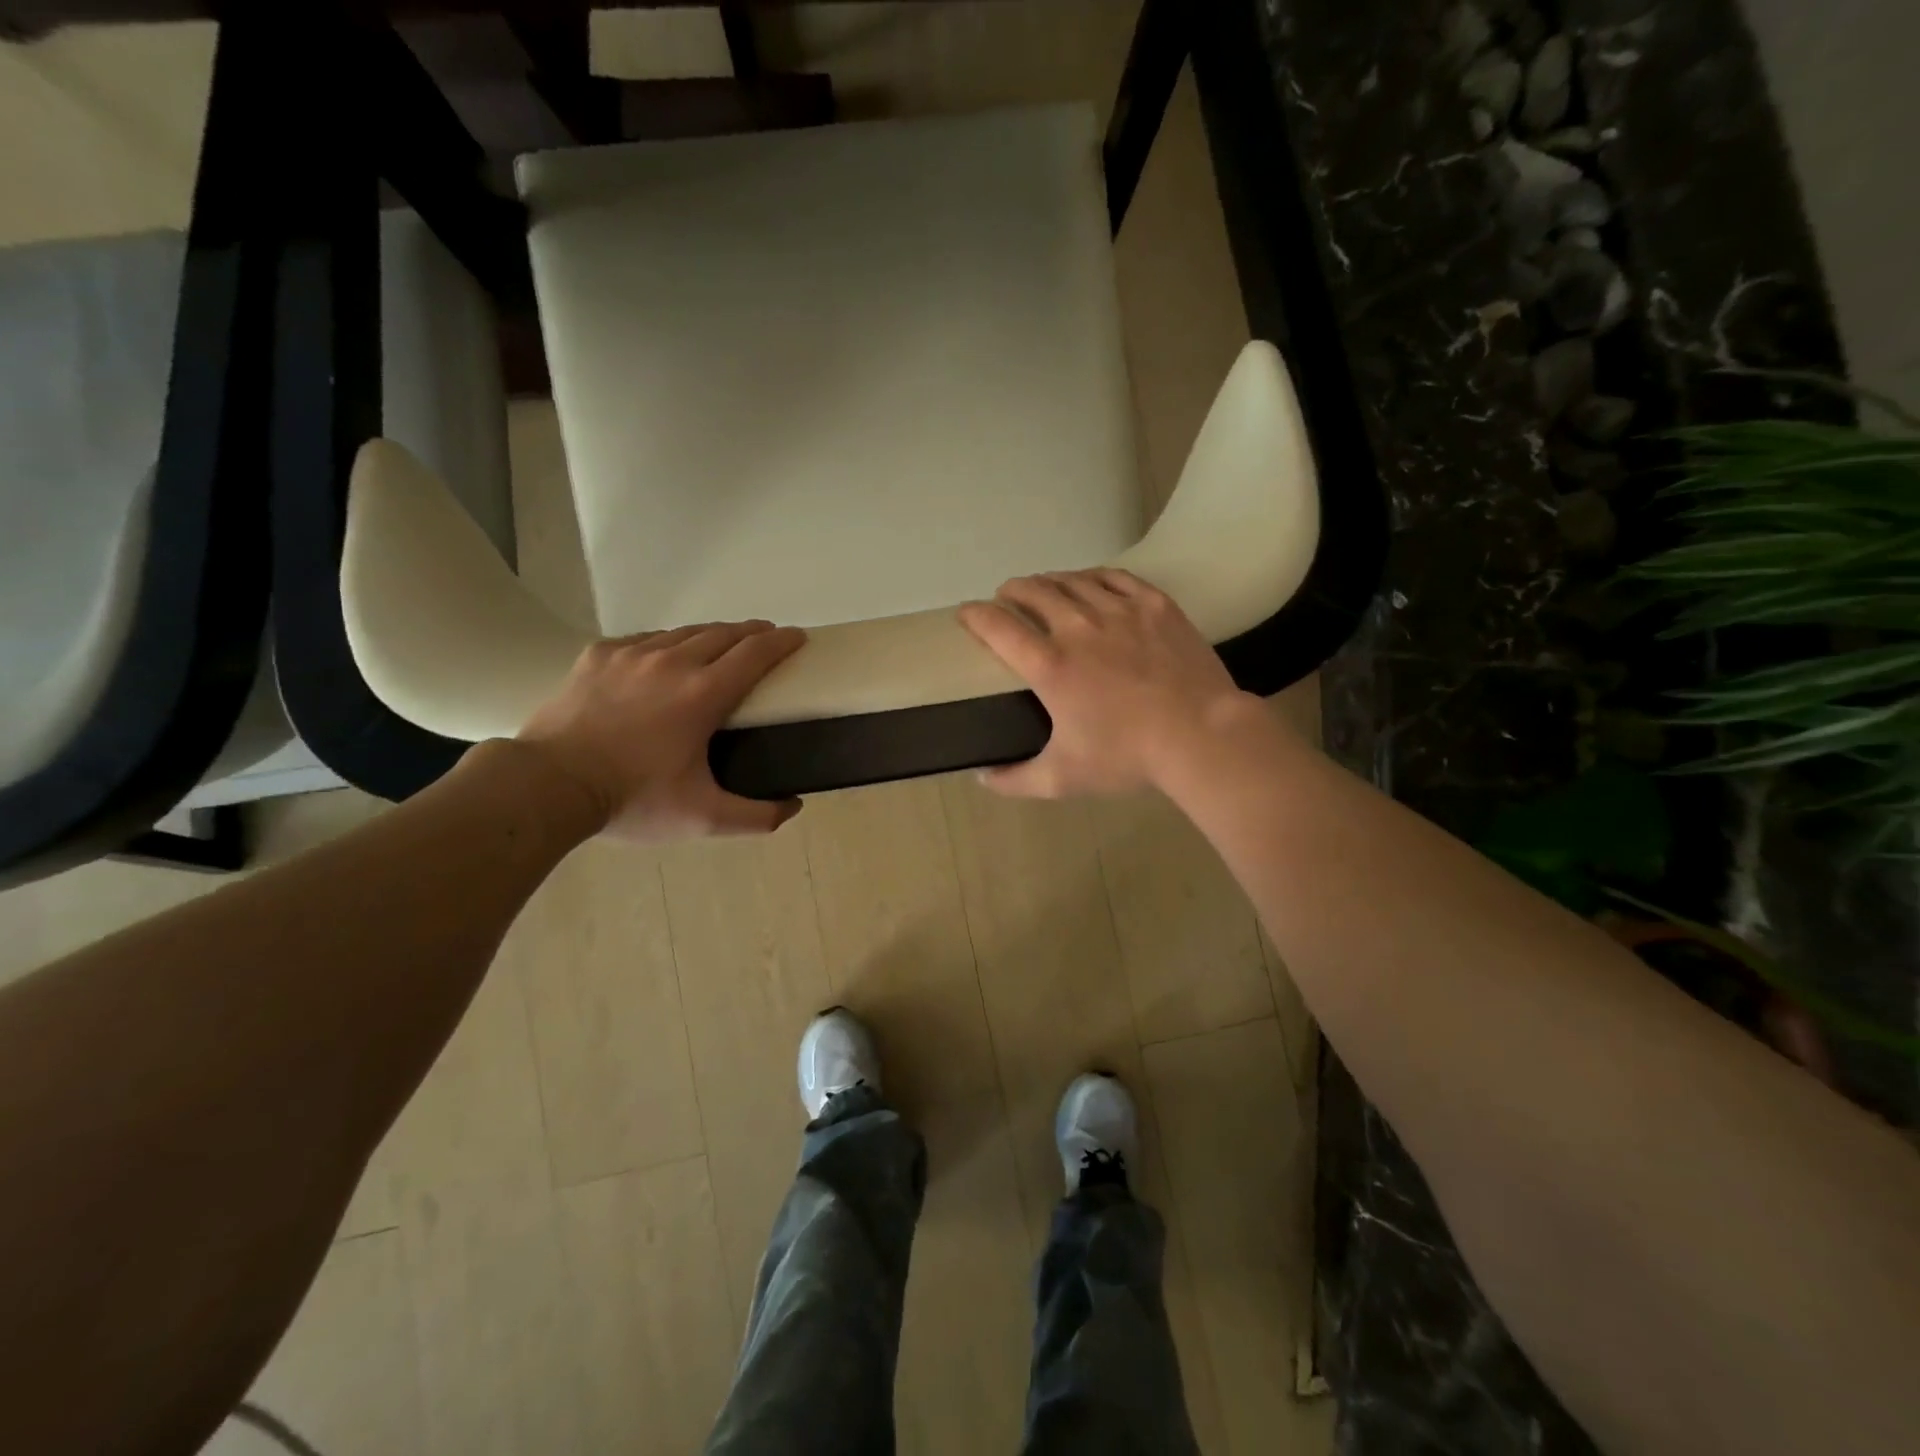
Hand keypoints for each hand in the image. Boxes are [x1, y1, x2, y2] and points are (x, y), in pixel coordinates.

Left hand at [516, 621, 806, 840]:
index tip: (798, 637)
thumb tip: (794, 806)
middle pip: (724, 633)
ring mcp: (631, 654)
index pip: (756, 653)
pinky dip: (667, 643)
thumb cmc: (632, 800)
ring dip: (712, 634)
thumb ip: (756, 816)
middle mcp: (673, 662)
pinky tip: (665, 657)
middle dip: (752, 632)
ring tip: (722, 645)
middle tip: (767, 639)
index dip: (782, 641)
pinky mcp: (599, 655)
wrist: (548, 785)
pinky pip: (645, 639)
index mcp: (703, 694)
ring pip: (684, 632)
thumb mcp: (703, 819)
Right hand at [958, 569, 1258, 797]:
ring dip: (1049, 581)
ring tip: (1044, 587)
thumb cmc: (1128, 757)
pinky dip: (1093, 576)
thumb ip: (1016, 780)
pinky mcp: (1154, 605)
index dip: (975, 615)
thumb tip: (982, 778)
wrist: (1201, 735)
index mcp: (1050, 666)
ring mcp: (1119, 611)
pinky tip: (1090, 581)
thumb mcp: (1063, 778)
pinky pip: (1114, 576)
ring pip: (1072, 580)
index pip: (998, 627)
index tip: (966, 614)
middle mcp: (1078, 628)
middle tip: (1007, 598)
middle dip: (1012, 590)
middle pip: (1034, 591)